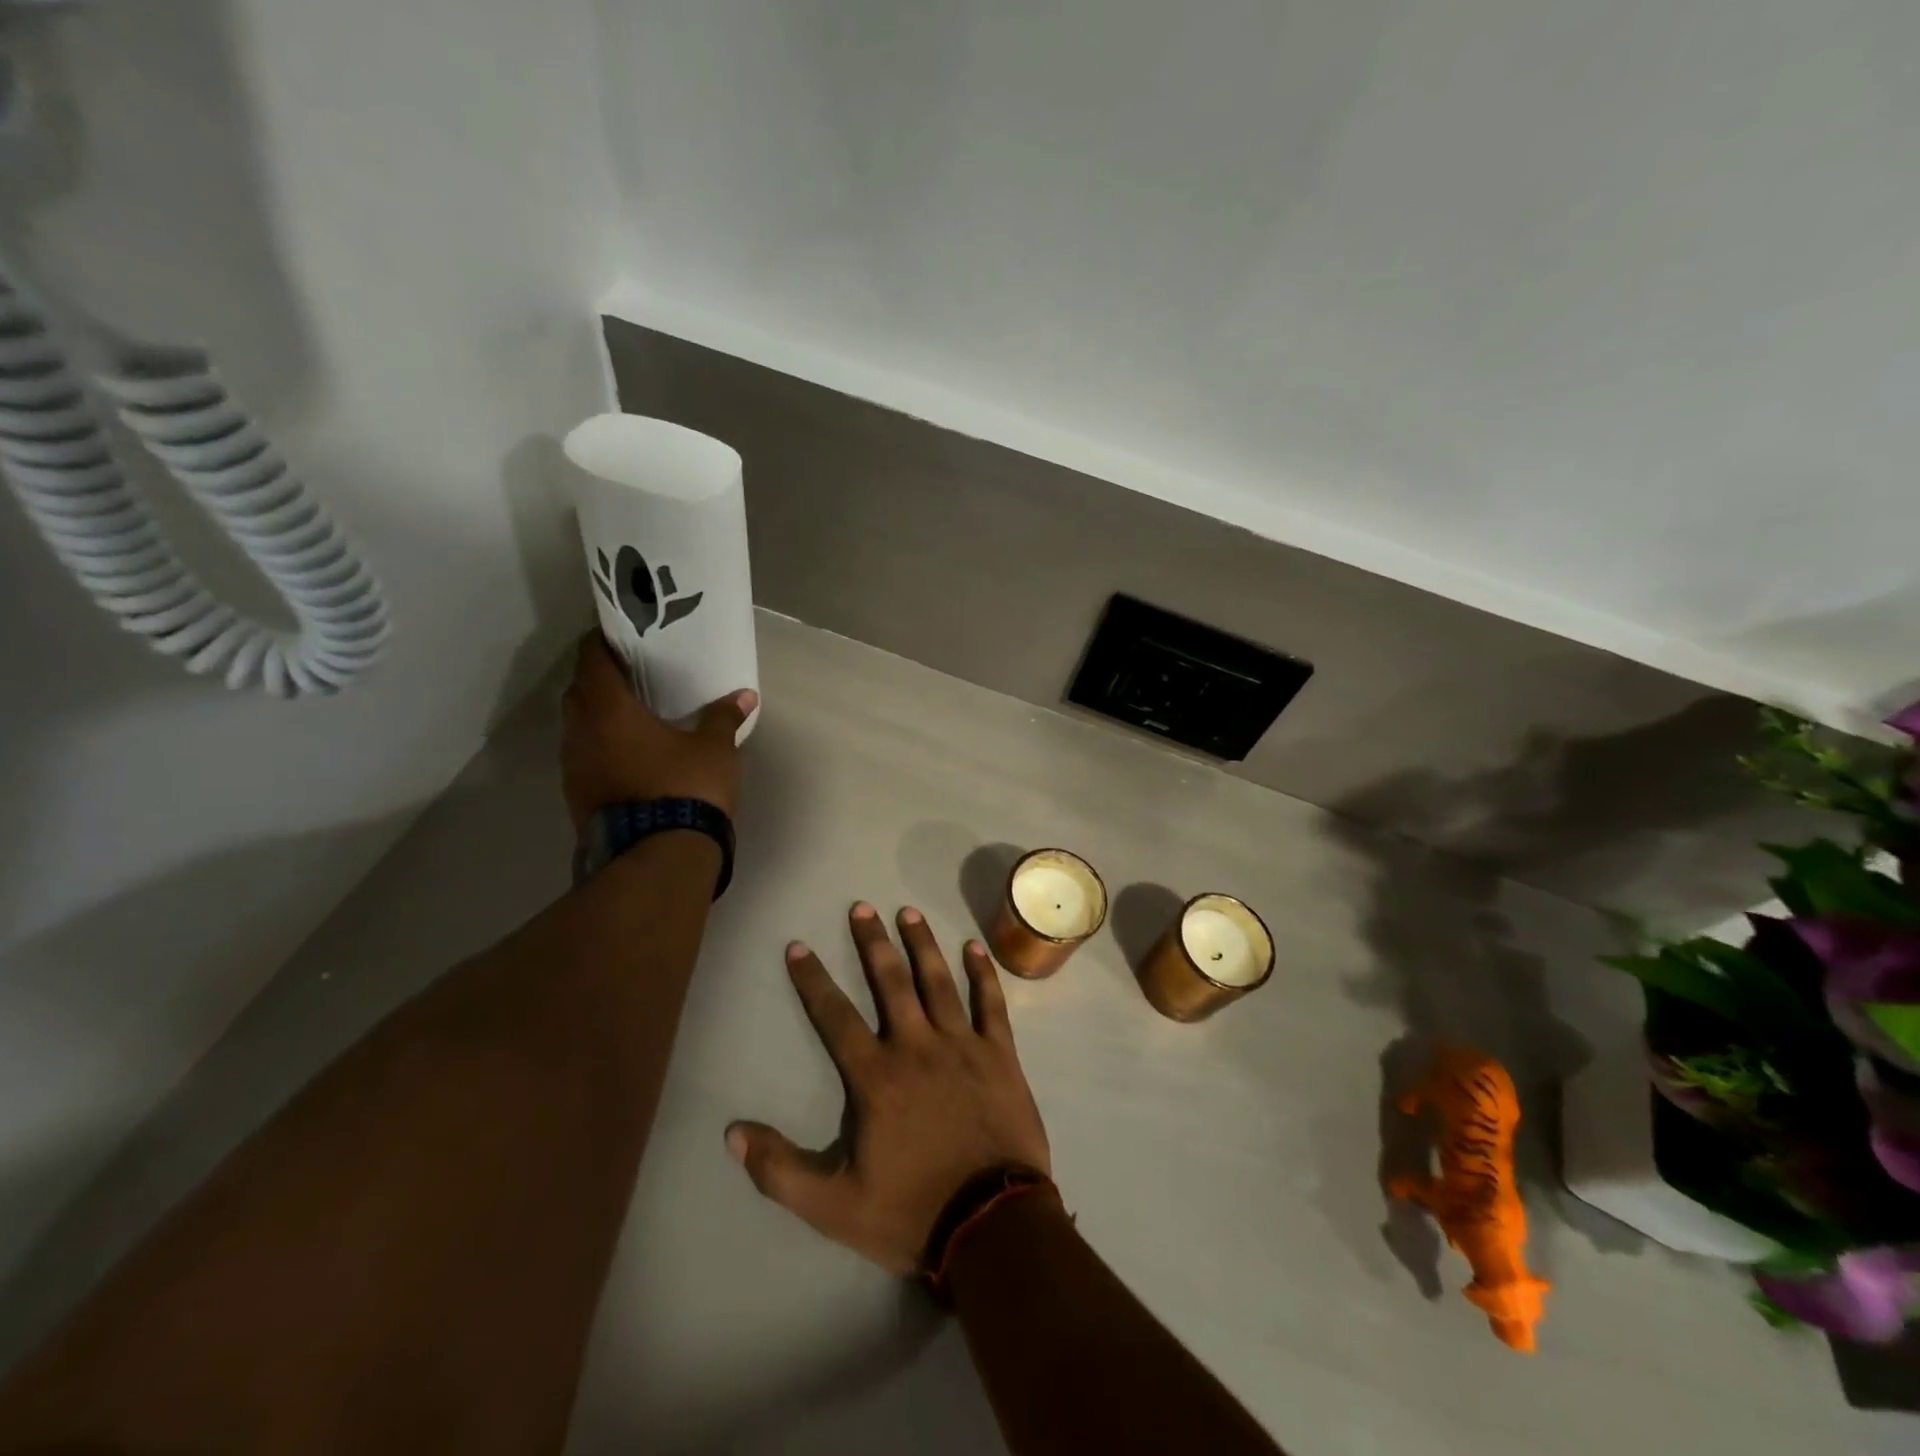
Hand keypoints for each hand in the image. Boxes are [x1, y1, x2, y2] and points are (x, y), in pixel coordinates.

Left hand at [560, 633, 756, 832]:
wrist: (659, 858)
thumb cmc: (686, 788)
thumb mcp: (715, 749)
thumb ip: (724, 717)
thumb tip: (745, 696)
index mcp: (609, 710)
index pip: (591, 659)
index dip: (601, 641)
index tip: (619, 634)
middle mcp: (580, 733)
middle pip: (578, 691)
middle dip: (599, 679)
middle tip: (630, 674)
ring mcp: (573, 768)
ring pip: (577, 727)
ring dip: (597, 716)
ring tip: (631, 714)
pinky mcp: (577, 796)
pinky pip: (584, 757)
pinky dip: (600, 746)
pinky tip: (629, 754)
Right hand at [726, 903, 1051, 1274]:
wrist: (992, 1225)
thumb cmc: (912, 1212)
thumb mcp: (833, 1206)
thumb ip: (780, 1170)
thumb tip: (732, 1132)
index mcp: (876, 1077)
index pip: (835, 1017)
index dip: (814, 981)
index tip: (799, 947)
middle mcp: (917, 1047)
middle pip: (890, 983)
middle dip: (872, 943)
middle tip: (861, 908)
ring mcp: (962, 1046)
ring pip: (938, 982)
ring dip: (921, 945)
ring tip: (908, 913)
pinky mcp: (1000, 1054)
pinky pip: (990, 1004)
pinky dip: (982, 974)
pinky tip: (973, 947)